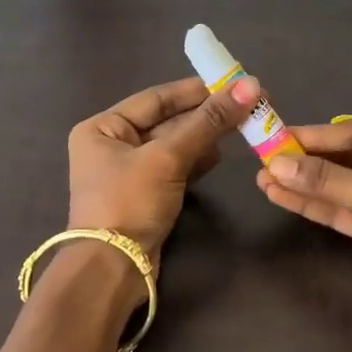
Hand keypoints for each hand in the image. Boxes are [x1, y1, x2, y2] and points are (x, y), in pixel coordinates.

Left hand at [68, 76, 258, 260]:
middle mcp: (111, 145)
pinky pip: (175, 169)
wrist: (113, 268)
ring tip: (240, 127)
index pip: (155, 99)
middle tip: (247, 105)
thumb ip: (207, 123)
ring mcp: (129, 173)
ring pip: (174, 146)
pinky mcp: (146, 196)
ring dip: (204, 137)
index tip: (232, 83)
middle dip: (204, 115)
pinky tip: (221, 154)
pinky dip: (196, 161)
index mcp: (102, 127)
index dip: (195, 90)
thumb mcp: (167, 158)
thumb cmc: (129, 202)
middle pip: (166, 121)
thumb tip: (249, 87)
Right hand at [257, 117, 351, 323]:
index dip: (321, 135)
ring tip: (264, 178)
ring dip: (306, 183)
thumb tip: (277, 166)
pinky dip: (315, 204)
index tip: (281, 137)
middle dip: (309, 160)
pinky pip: (343, 209)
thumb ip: (330, 180)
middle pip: (350, 157)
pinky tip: (281, 195)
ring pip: (342, 185)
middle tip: (267, 156)